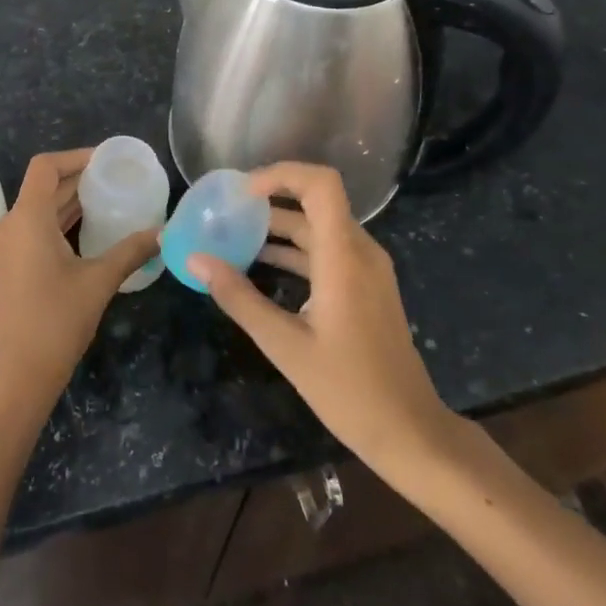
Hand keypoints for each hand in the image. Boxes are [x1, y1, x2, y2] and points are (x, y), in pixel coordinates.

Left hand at [0, 147, 158, 410]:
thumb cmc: (57, 321)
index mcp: (27, 219)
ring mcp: (9, 244)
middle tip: (118, 177)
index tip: (108, 160)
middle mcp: (12, 224)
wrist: (21, 373)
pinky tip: (91, 225)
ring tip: (110, 196)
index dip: (76, 156)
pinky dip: (62, 218)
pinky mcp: (12, 261)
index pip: (45, 166)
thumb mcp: (100, 280)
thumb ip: (132, 250)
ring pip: (40, 206)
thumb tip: (164, 232)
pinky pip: (36, 225)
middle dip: (79, 177)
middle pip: (44, 185)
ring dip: (71, 198)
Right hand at [188, 162, 454, 473]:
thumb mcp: (285, 345)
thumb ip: (239, 298)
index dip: (282, 174)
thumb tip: (196, 260)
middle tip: (226, 211)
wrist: (410, 432)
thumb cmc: (348, 390)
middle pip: (316, 201)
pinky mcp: (366, 287)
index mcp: (344, 257)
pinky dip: (294, 249)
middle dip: (270, 200)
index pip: (321, 184)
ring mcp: (367, 269)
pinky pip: (328, 251)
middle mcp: (360, 252)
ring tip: (234, 235)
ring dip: (279, 226)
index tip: (242, 192)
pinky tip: (261, 265)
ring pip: (320, 227)